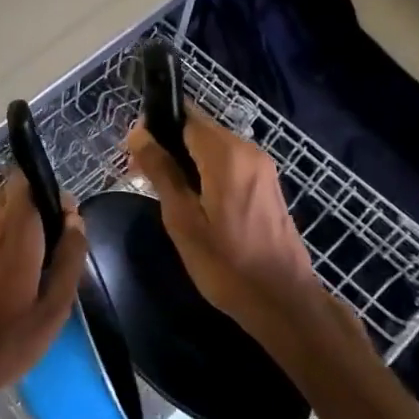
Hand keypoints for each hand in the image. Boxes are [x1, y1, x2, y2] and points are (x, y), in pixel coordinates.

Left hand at [0, 173, 86, 418]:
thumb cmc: (7, 341)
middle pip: (12, 190)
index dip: (50, 194)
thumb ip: (70, 258)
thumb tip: (76, 219)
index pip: (28, 179)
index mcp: (16, 229)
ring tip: (29, 261)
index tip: (65, 225)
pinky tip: (3, 273)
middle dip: (34, 206)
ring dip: (14, 220)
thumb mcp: (53, 309)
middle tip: (50, 246)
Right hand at [127, 110, 316, 325]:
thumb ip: (160, 170)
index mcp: (226, 154)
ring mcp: (262, 167)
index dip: (155, 127)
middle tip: (140, 173)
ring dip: (185, 158)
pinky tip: (190, 197)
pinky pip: (228, 162)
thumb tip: (138, 132)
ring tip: (162, 188)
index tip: (135, 153)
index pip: (184, 116)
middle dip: (168, 143)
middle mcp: (248, 150)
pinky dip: (205, 169)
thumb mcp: (182, 219)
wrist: (284, 302)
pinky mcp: (266, 184)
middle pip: (198, 129)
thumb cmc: (226, 264)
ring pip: (212, 146)